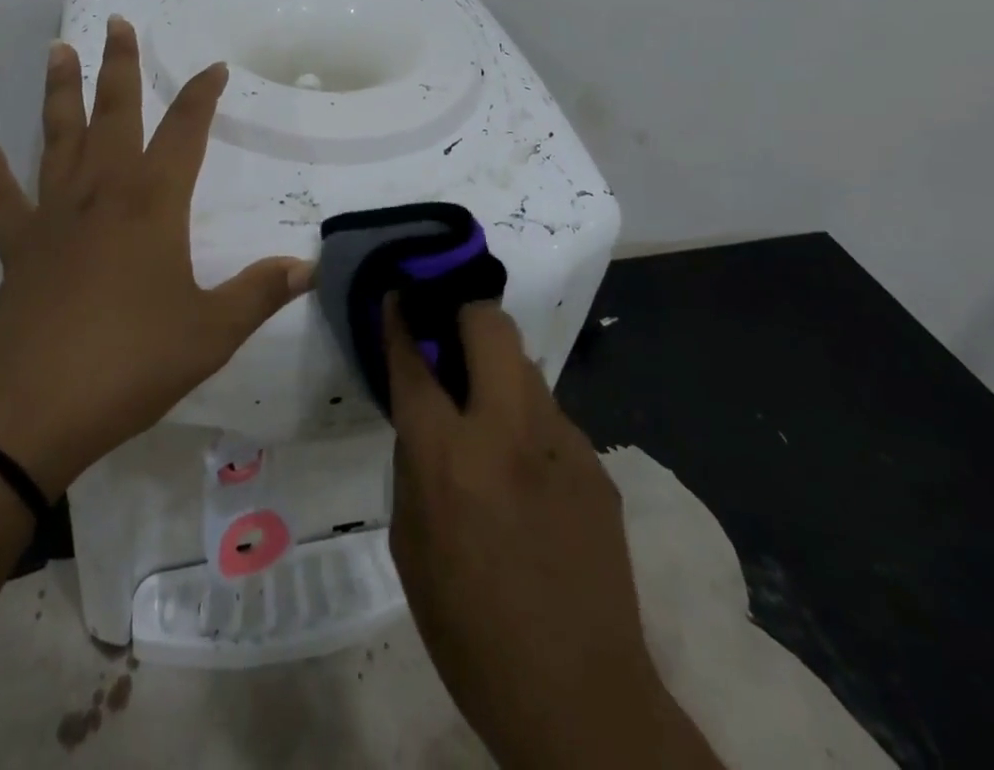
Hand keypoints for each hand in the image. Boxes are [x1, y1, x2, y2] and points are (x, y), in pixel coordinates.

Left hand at [0, 17, 310, 497]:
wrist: (29, 409)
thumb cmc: (130, 362)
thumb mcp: (210, 332)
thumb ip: (259, 293)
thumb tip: (307, 267)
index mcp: (153, 203)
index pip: (186, 132)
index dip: (202, 96)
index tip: (215, 67)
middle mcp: (102, 193)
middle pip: (114, 113)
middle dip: (120, 66)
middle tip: (117, 23)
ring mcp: (54, 216)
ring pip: (57, 137)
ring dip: (60, 92)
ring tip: (58, 50)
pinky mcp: (17, 247)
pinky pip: (2, 197)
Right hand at [384, 298, 719, 769]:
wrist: (581, 699)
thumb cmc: (471, 631)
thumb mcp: (411, 546)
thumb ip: (414, 463)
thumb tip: (424, 414)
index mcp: (449, 458)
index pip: (417, 361)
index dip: (401, 320)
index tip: (397, 295)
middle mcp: (508, 431)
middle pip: (488, 324)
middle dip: (462, 312)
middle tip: (447, 337)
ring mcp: (561, 442)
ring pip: (524, 364)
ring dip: (496, 368)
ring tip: (485, 409)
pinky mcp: (596, 464)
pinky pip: (550, 416)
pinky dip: (526, 419)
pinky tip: (525, 469)